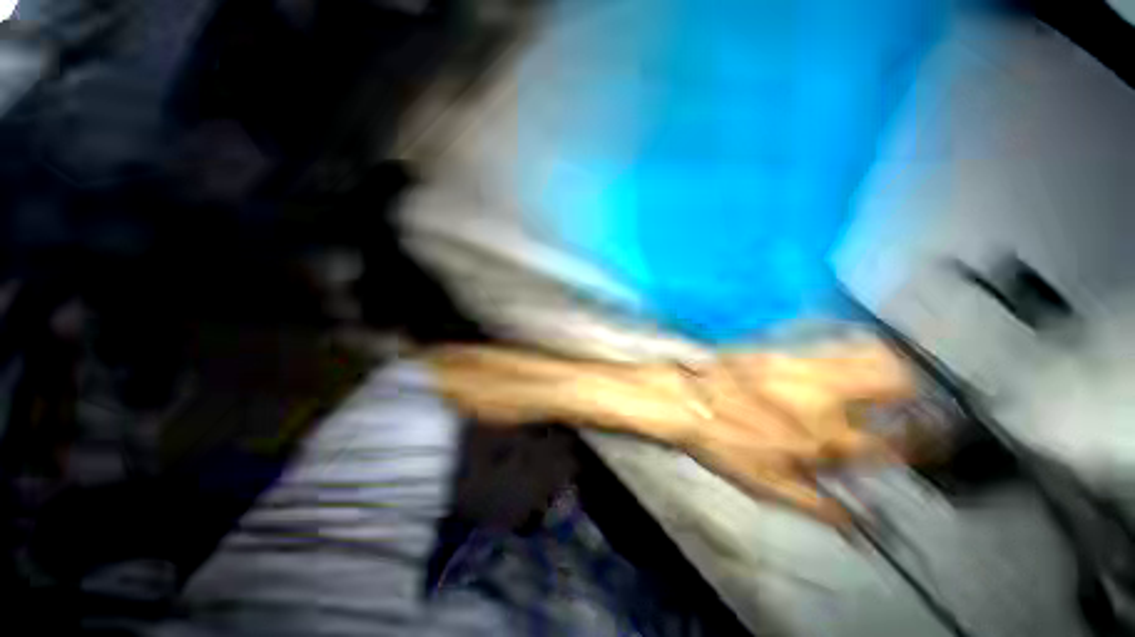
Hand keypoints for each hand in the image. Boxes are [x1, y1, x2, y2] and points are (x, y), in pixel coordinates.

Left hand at [617, 340, 915, 525]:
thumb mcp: (770, 487)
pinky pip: (829, 345)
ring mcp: (805, 369)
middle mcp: (827, 399)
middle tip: (914, 395)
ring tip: (891, 371)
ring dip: (888, 362)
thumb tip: (858, 526)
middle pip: (894, 380)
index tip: (939, 435)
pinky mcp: (783, 352)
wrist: (686, 401)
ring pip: (867, 354)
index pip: (898, 442)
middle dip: (916, 387)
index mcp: (829, 441)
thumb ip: (818, 507)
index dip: (929, 440)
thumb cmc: (723, 445)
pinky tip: (844, 358)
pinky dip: (850, 349)